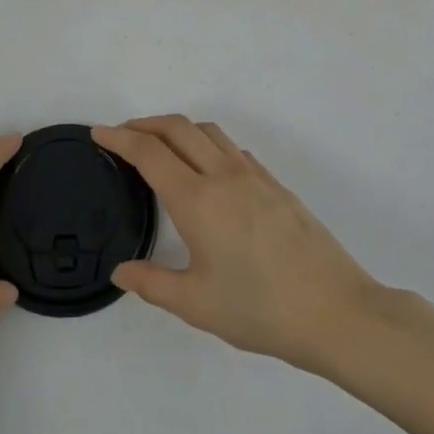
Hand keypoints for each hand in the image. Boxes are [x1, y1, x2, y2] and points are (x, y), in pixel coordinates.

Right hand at [96, 117, 385, 375]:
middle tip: (123, 134)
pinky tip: (209, 171)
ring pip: (209, 132)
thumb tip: (121, 271)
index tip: (99, 132)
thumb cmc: (260, 309)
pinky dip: (208, 144)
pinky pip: (233, 149)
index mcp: (197, 200)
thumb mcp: (196, 304)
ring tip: (163, 146)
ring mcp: (254, 177)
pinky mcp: (276, 185)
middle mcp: (223, 176)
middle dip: (146, 123)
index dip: (119, 138)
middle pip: (178, 128)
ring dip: (178, 129)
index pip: (149, 153)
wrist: (335, 310)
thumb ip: (152, 283)